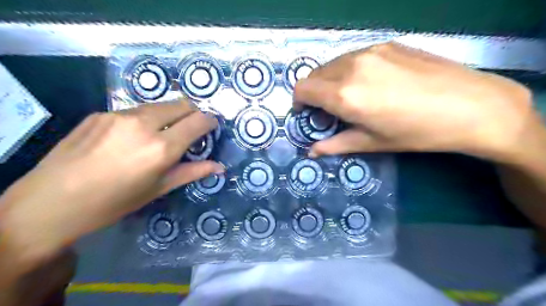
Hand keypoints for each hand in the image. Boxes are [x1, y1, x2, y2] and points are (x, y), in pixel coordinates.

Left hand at [0, 100, 223, 267]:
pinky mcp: (100, 113)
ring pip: (159, 105)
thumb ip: (192, 172)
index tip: (211, 127)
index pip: (198, 121)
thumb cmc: (114, 202)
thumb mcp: (158, 189)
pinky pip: (135, 110)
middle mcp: (143, 124)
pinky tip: (131, 138)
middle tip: (191, 130)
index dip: (210, 121)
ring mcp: (119, 115)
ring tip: (161, 134)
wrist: (50, 202)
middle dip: (193, 113)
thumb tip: (220, 167)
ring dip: (170, 115)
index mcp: (161, 148)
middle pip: (182, 104)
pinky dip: (145, 119)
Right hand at [294, 41, 535, 161]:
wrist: (471, 105)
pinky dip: (348, 70)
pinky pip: (352, 56)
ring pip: (332, 64)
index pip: (302, 89)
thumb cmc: (416, 132)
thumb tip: (312, 152)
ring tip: (349, 96)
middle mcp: (351, 67)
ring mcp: (369, 50)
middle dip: (313, 93)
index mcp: (345, 94)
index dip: (298, 102)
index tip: (307, 114)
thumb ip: (335, 145)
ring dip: (329, 80)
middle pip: (314, 75)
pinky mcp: (386, 43)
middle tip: (328, 109)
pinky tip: (369, 83)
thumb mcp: (371, 143)